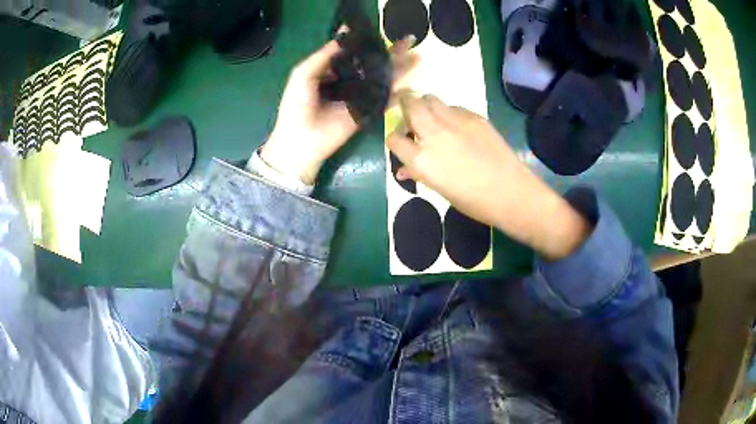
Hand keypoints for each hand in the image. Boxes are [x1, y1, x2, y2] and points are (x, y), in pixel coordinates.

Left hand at [260, 35, 416, 184]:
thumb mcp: (303, 73)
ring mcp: (360, 96)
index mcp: (331, 70)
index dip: (366, 42)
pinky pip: (384, 99)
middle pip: (372, 63)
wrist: (302, 139)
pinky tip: (411, 82)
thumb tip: (344, 36)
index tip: (380, 32)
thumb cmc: (297, 104)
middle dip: (389, 53)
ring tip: (415, 55)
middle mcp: (348, 80)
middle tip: (408, 40)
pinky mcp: (367, 111)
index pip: (352, 53)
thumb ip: (322, 55)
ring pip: (381, 78)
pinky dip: (397, 92)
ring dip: (398, 68)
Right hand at [387, 94, 590, 259]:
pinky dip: (448, 113)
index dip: (394, 138)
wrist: (510, 192)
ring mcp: (455, 122)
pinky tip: (457, 126)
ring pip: (431, 99)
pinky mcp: (474, 116)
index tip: (400, 141)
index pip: (393, 138)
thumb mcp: (440, 190)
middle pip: (409, 105)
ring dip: (426, 105)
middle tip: (408, 112)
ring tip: (432, 116)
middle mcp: (433, 134)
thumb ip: (419, 174)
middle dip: (404, 105)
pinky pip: (453, 107)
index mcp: (421, 160)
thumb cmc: (473, 201)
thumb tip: (404, 169)